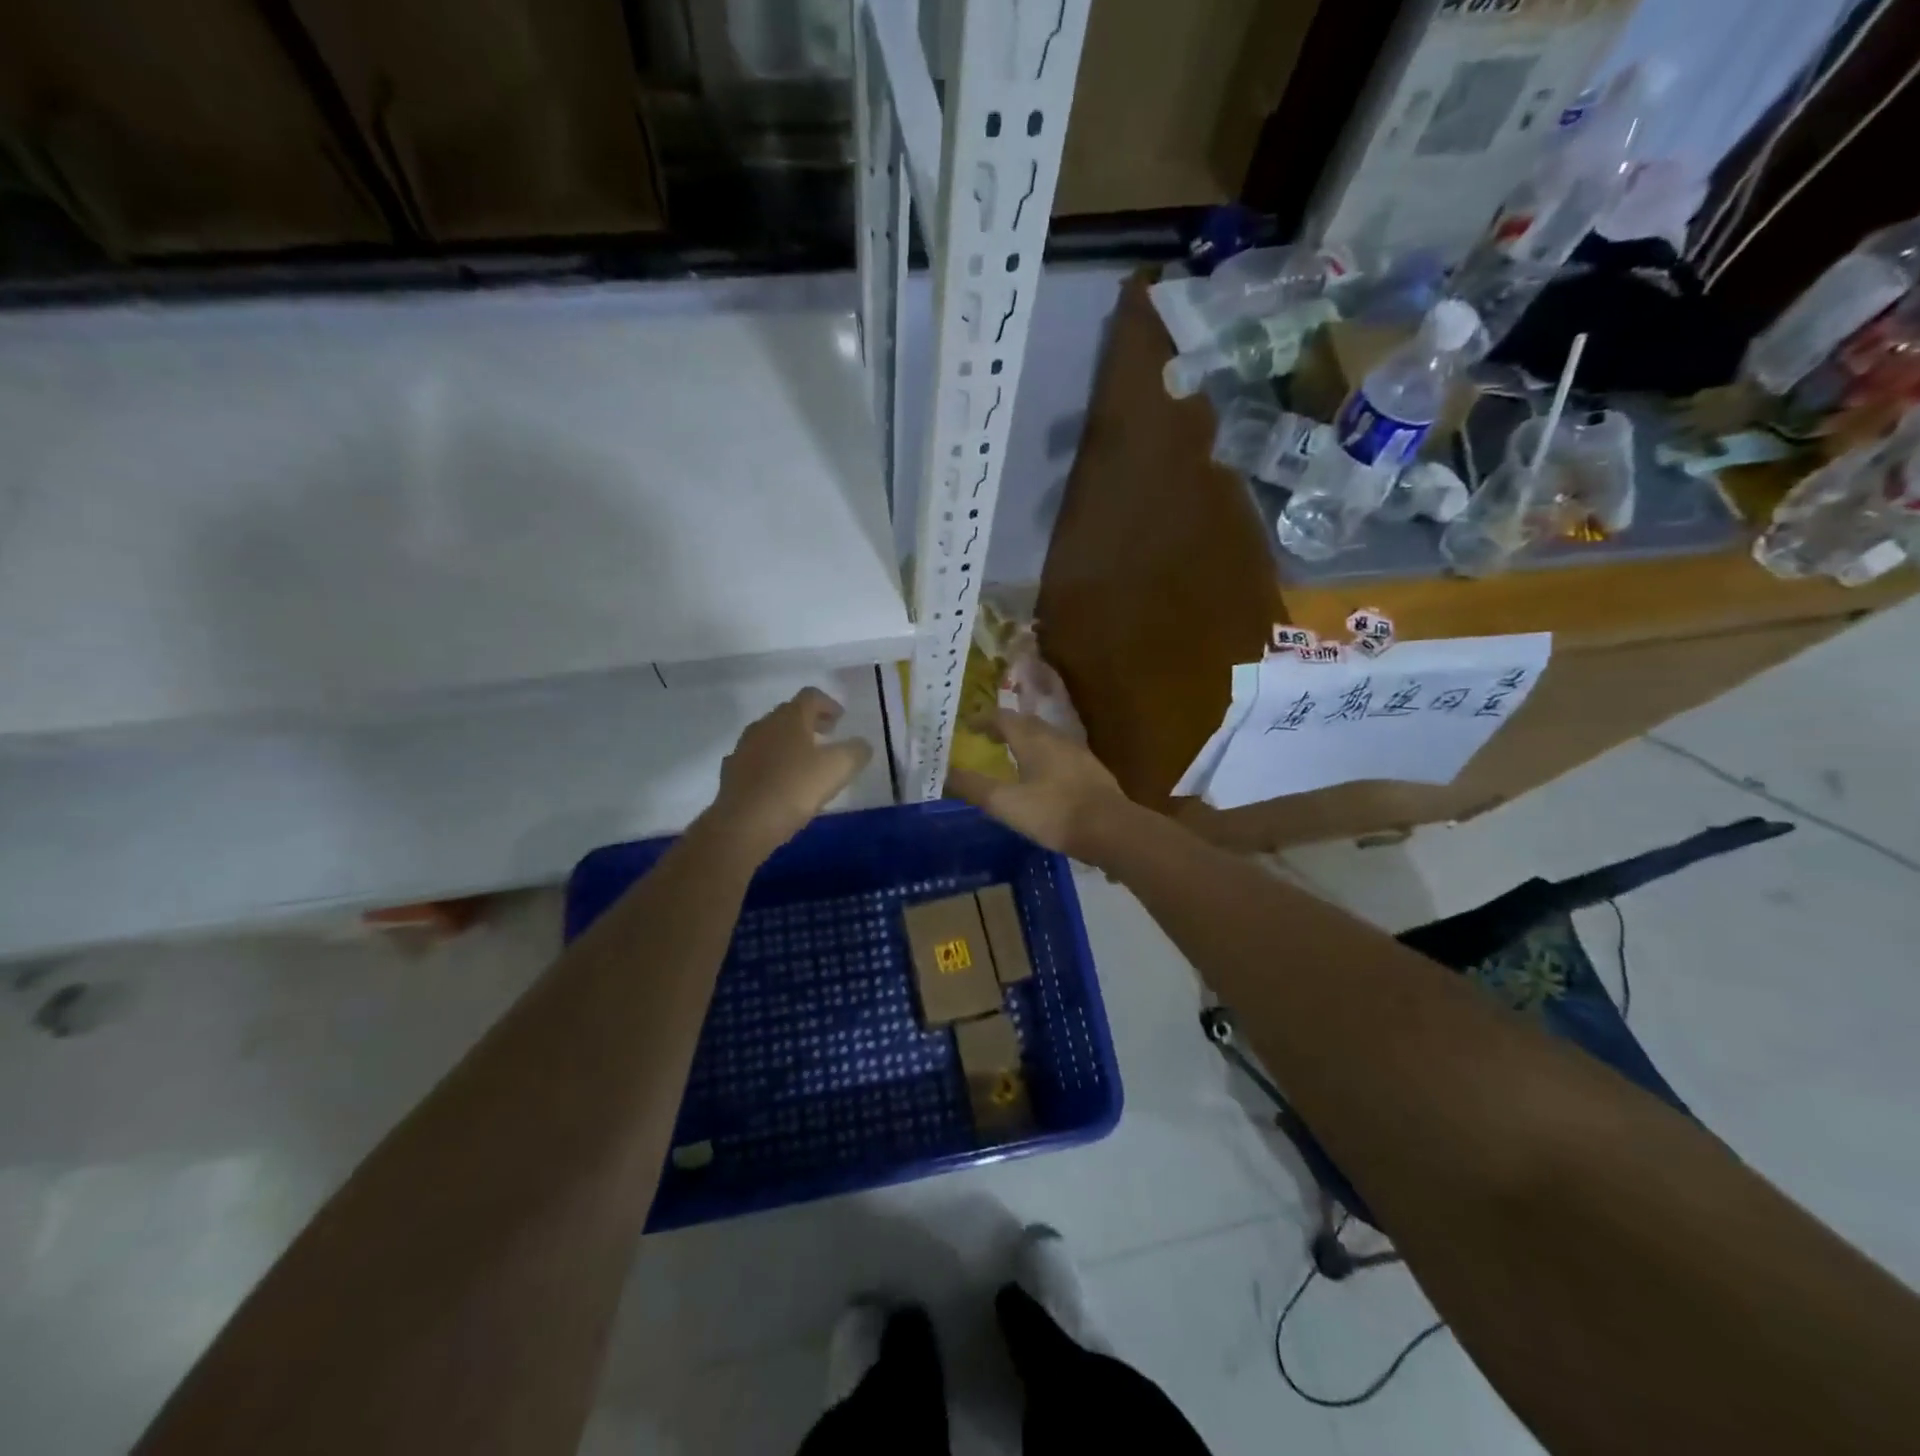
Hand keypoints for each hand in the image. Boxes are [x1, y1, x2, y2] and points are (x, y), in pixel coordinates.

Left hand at [704, 688, 874, 860]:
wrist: (743, 823)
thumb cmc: (794, 788)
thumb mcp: (838, 769)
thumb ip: (856, 752)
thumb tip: (862, 745)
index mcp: (790, 717)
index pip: (811, 696)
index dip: (829, 704)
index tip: (841, 719)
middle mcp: (764, 725)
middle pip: (790, 713)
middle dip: (811, 722)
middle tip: (828, 736)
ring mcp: (744, 747)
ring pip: (771, 736)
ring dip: (790, 742)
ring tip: (806, 761)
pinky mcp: (732, 772)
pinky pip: (758, 759)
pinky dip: (772, 762)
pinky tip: (781, 781)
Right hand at [947, 709, 1130, 859]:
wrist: (1111, 830)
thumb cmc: (1054, 813)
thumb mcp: (1006, 803)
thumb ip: (974, 787)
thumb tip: (946, 772)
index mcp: (1032, 739)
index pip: (1003, 718)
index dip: (983, 719)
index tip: (967, 725)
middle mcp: (1056, 738)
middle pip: (1026, 723)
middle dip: (1005, 727)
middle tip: (988, 738)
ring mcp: (1078, 754)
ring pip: (1046, 738)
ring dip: (1026, 741)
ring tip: (1013, 756)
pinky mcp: (1092, 772)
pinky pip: (1061, 754)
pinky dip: (1044, 757)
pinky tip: (1044, 777)